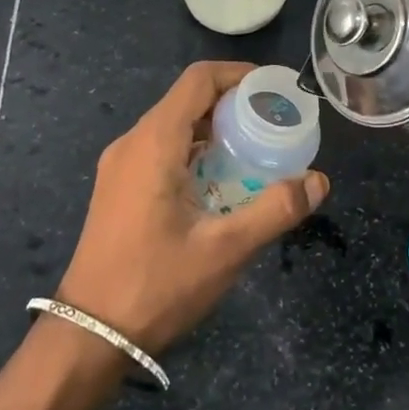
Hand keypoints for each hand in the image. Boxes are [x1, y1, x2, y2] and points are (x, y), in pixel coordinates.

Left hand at [54, 61, 329, 354]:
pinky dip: (194, 149)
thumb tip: (318, 181)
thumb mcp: (225, 249)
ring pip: (173, 124)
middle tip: (274, 124)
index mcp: (154, 142)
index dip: (239, 75)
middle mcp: (133, 142)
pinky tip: (220, 181)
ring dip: (214, 128)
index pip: (198, 80)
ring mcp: (120, 165)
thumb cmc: (156, 285)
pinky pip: (161, 148)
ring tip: (255, 150)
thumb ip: (275, 210)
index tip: (274, 91)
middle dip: (233, 104)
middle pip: (187, 99)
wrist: (90, 334)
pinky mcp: (118, 187)